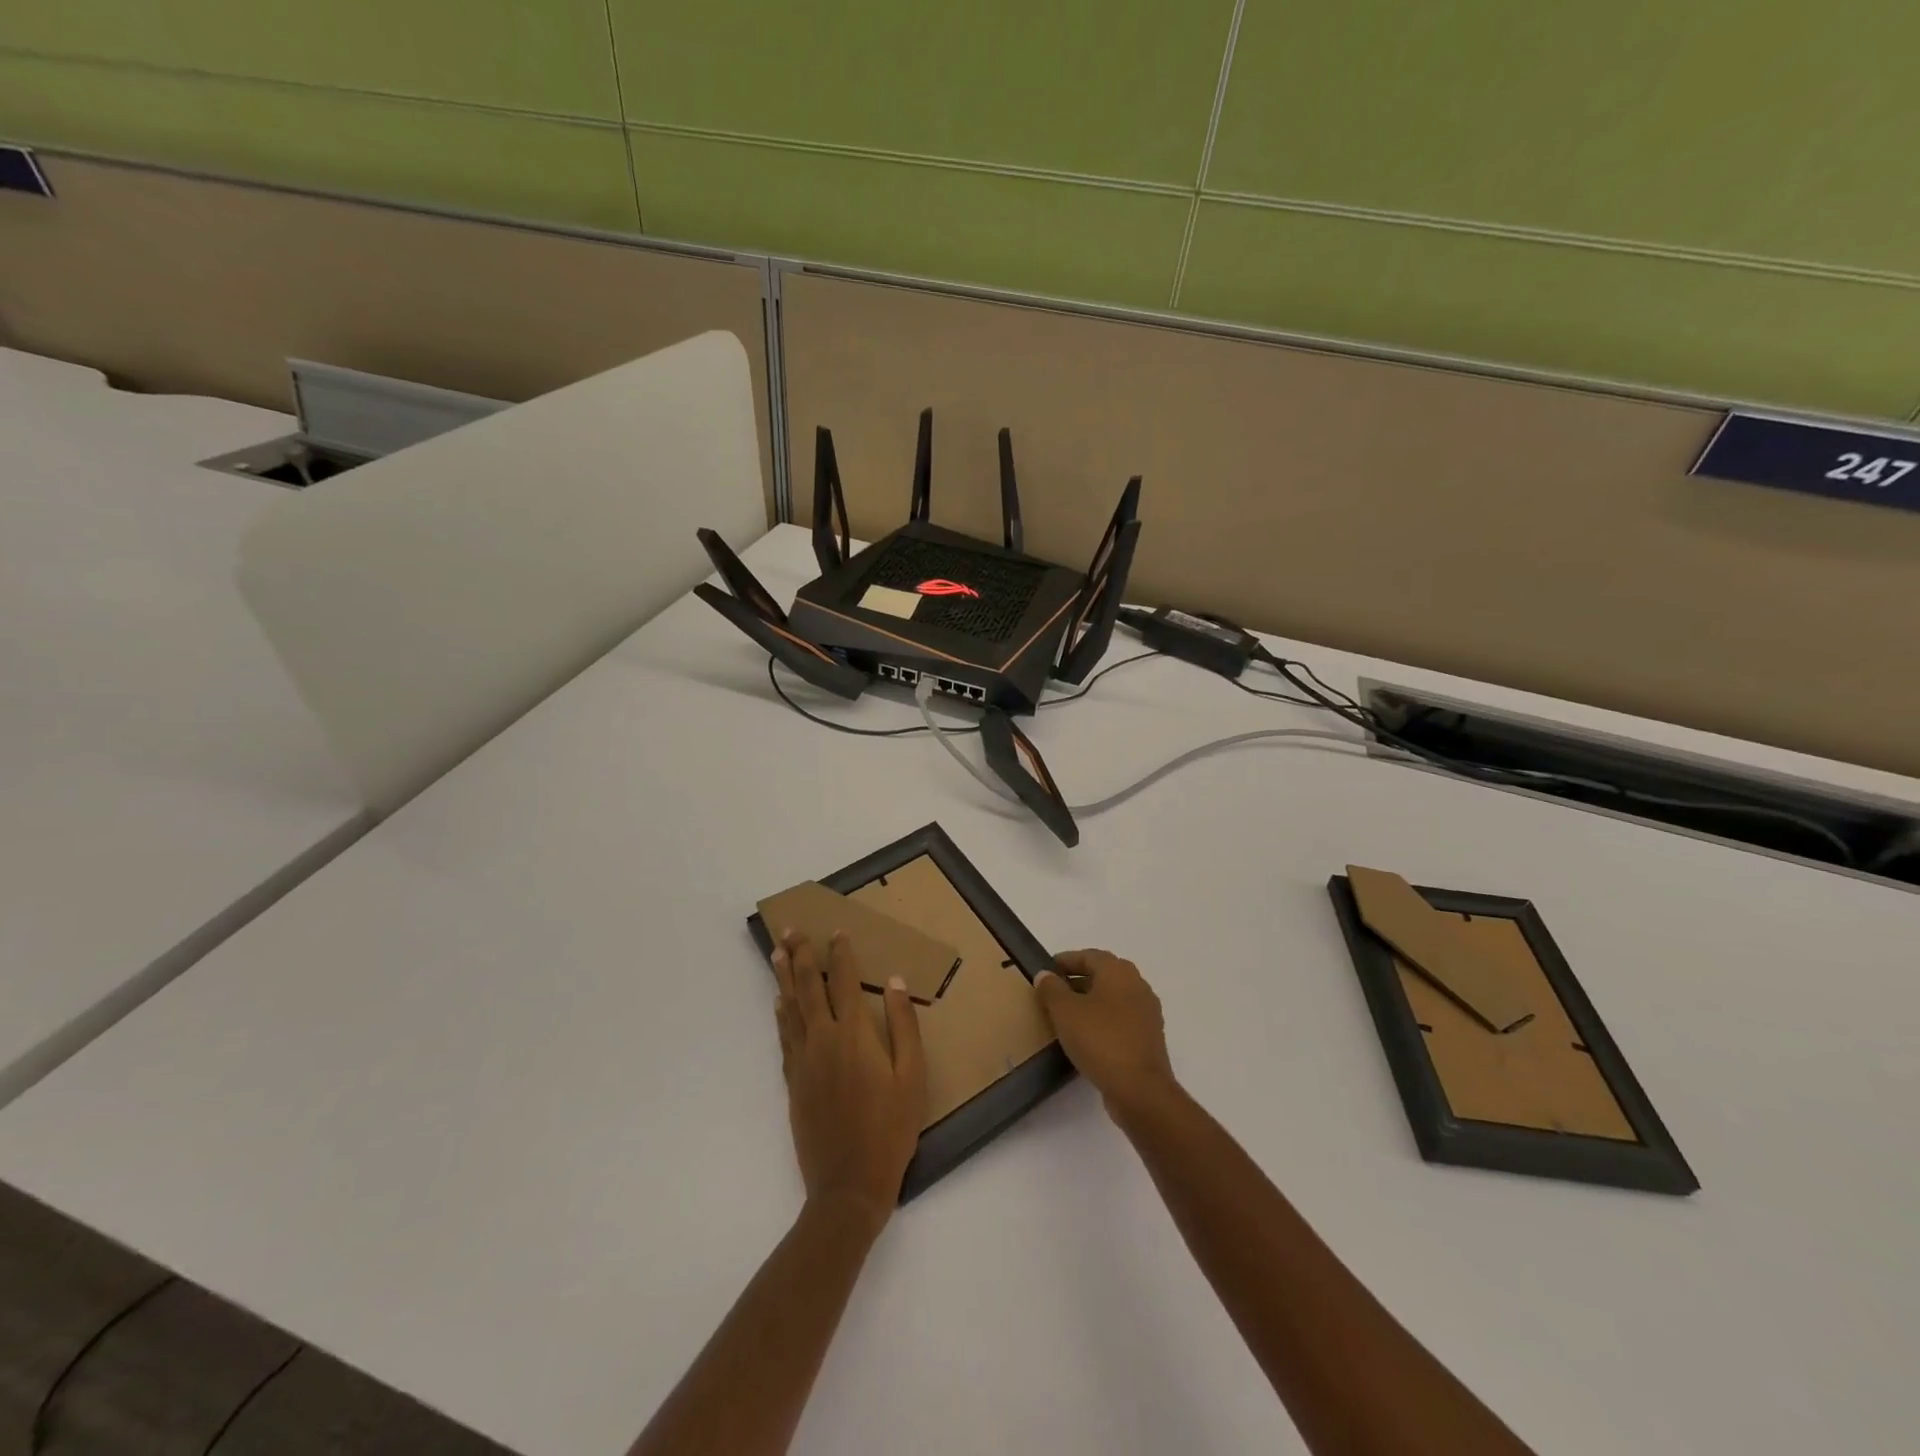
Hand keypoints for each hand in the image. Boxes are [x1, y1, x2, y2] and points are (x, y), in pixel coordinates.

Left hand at [771, 929, 927, 1227]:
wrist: (849, 1185)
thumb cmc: (890, 1129)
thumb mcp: (912, 1076)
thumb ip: (904, 1026)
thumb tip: (894, 982)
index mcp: (854, 1034)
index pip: (844, 981)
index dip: (841, 953)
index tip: (836, 931)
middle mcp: (823, 1039)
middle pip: (808, 987)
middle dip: (801, 955)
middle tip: (791, 929)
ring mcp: (803, 1061)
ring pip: (789, 1008)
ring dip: (783, 977)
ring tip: (776, 953)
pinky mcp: (793, 1082)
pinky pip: (783, 1037)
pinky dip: (780, 1014)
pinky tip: (778, 1003)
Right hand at [1034, 949, 1177, 1117]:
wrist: (1140, 1089)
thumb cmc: (1100, 1040)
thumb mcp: (1065, 1012)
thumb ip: (1051, 989)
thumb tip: (1045, 974)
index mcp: (1118, 972)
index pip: (1088, 956)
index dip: (1065, 961)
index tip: (1046, 970)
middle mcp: (1137, 985)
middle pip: (1103, 974)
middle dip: (1078, 979)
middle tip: (1054, 991)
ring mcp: (1146, 1012)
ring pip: (1113, 997)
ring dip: (1091, 1000)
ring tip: (1067, 1014)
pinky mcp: (1149, 1036)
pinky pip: (1121, 1018)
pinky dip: (1103, 1019)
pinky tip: (1087, 1035)